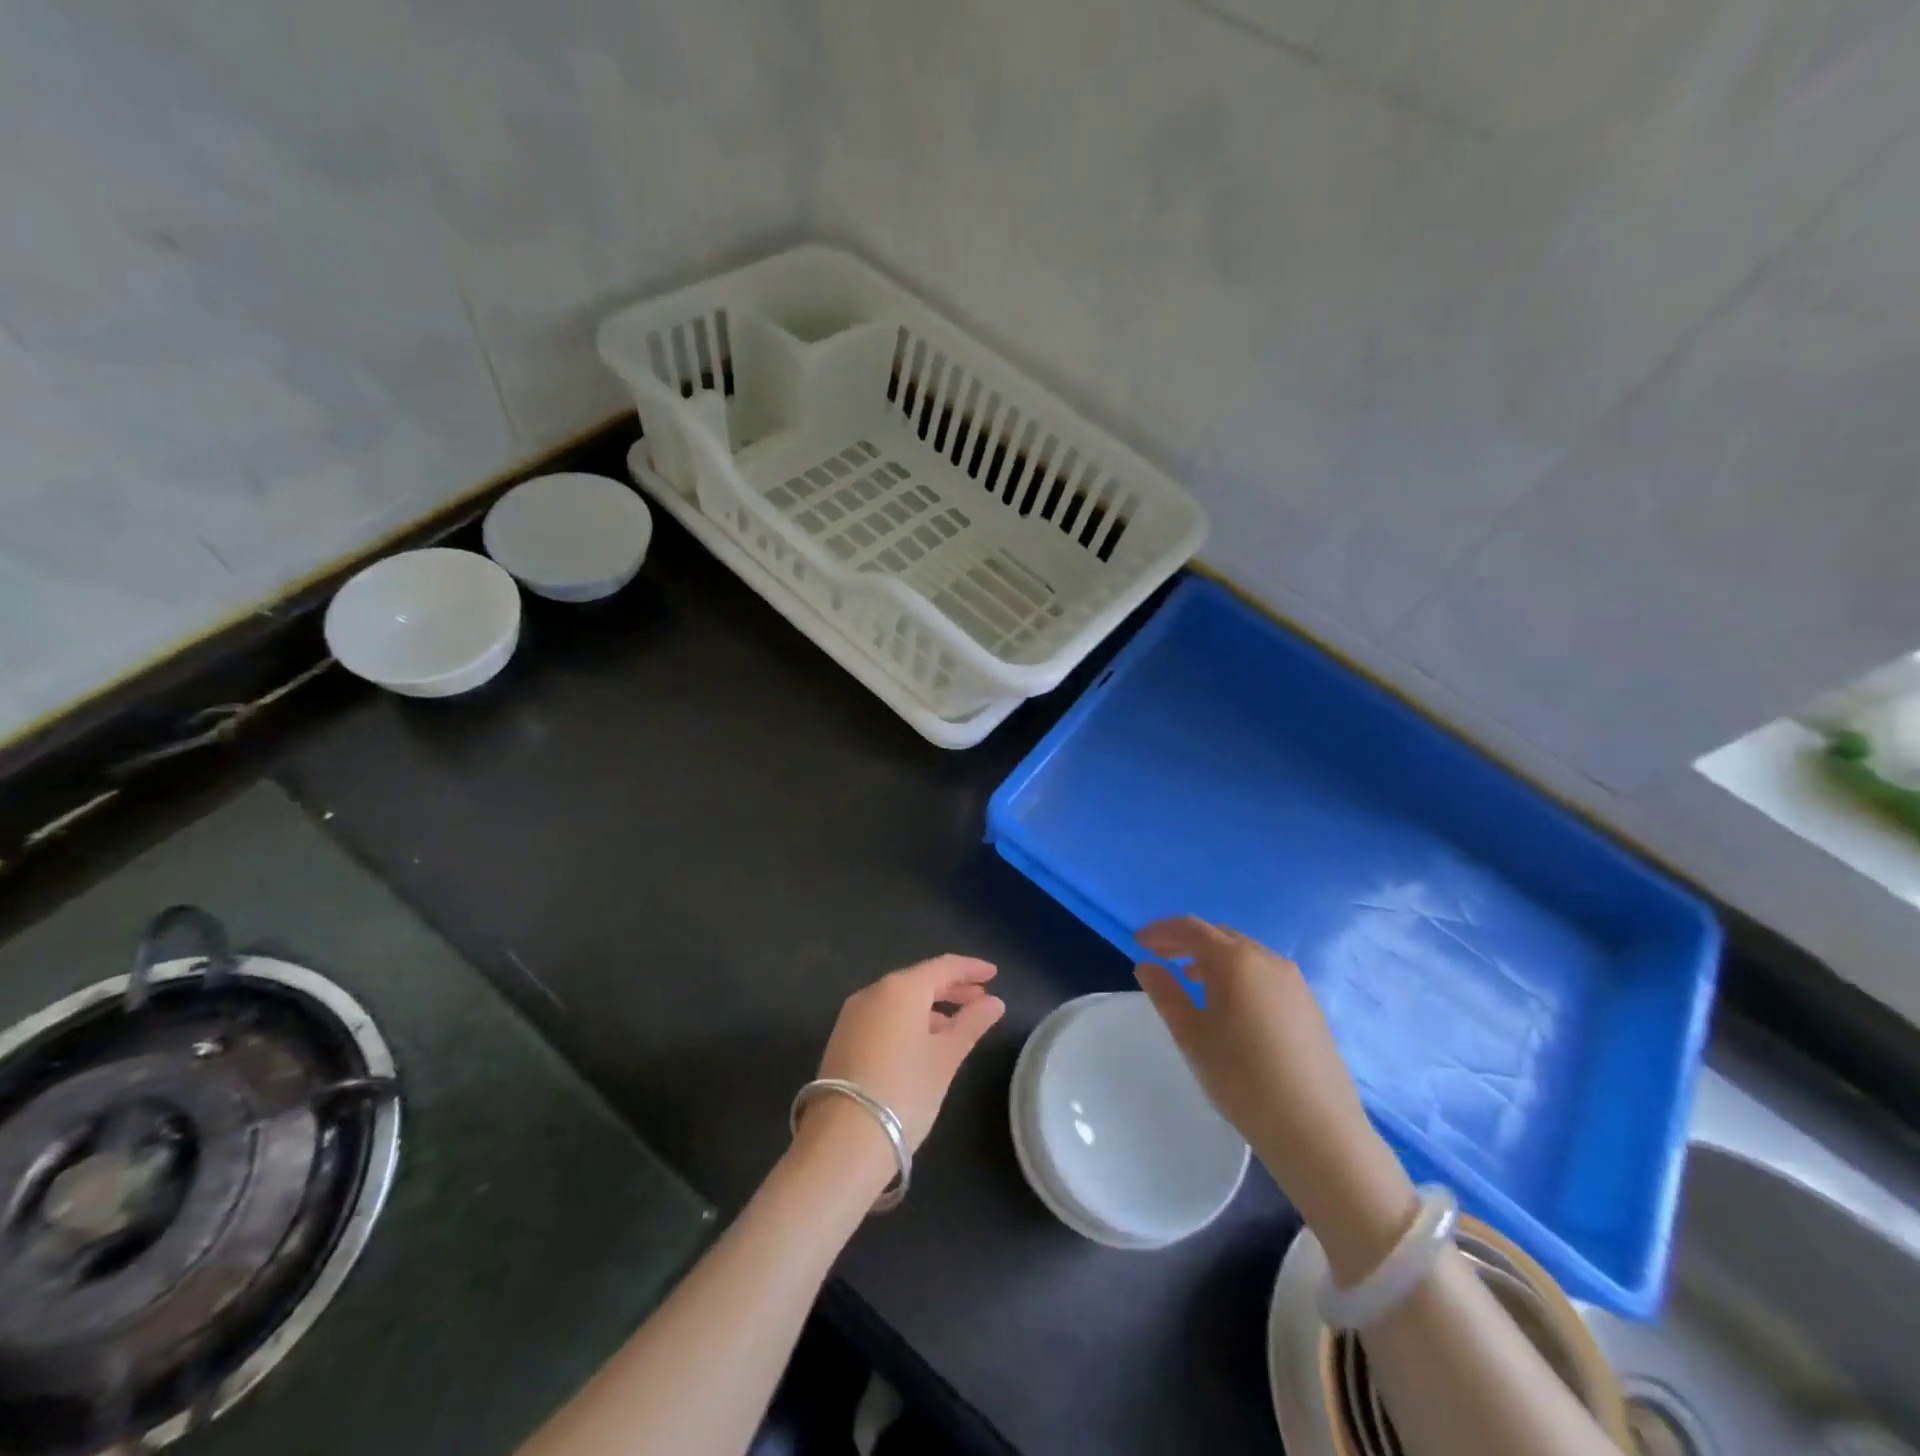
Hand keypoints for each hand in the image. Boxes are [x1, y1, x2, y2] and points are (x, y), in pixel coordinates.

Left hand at [804, 955, 1004, 1159]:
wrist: (843, 1141)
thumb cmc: (905, 1092)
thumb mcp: (946, 1058)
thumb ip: (972, 1023)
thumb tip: (995, 1002)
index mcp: (901, 988)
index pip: (943, 966)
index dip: (971, 968)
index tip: (993, 973)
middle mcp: (874, 992)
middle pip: (920, 980)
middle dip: (952, 988)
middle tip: (981, 999)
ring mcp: (854, 1015)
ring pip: (900, 999)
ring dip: (930, 1006)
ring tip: (957, 1024)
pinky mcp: (843, 1038)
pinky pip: (884, 1016)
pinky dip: (908, 1020)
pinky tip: (924, 1042)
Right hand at [1134, 917, 1416, 1284]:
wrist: (1317, 1129)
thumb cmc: (1242, 1078)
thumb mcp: (1192, 1035)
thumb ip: (1166, 994)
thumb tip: (1147, 966)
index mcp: (1235, 961)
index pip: (1191, 928)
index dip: (1161, 931)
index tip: (1139, 941)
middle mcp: (1267, 959)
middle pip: (1219, 936)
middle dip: (1187, 941)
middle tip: (1160, 956)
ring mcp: (1294, 981)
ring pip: (1245, 954)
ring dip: (1213, 958)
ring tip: (1191, 980)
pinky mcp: (1309, 1004)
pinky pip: (1264, 973)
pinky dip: (1239, 974)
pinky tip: (1231, 1004)